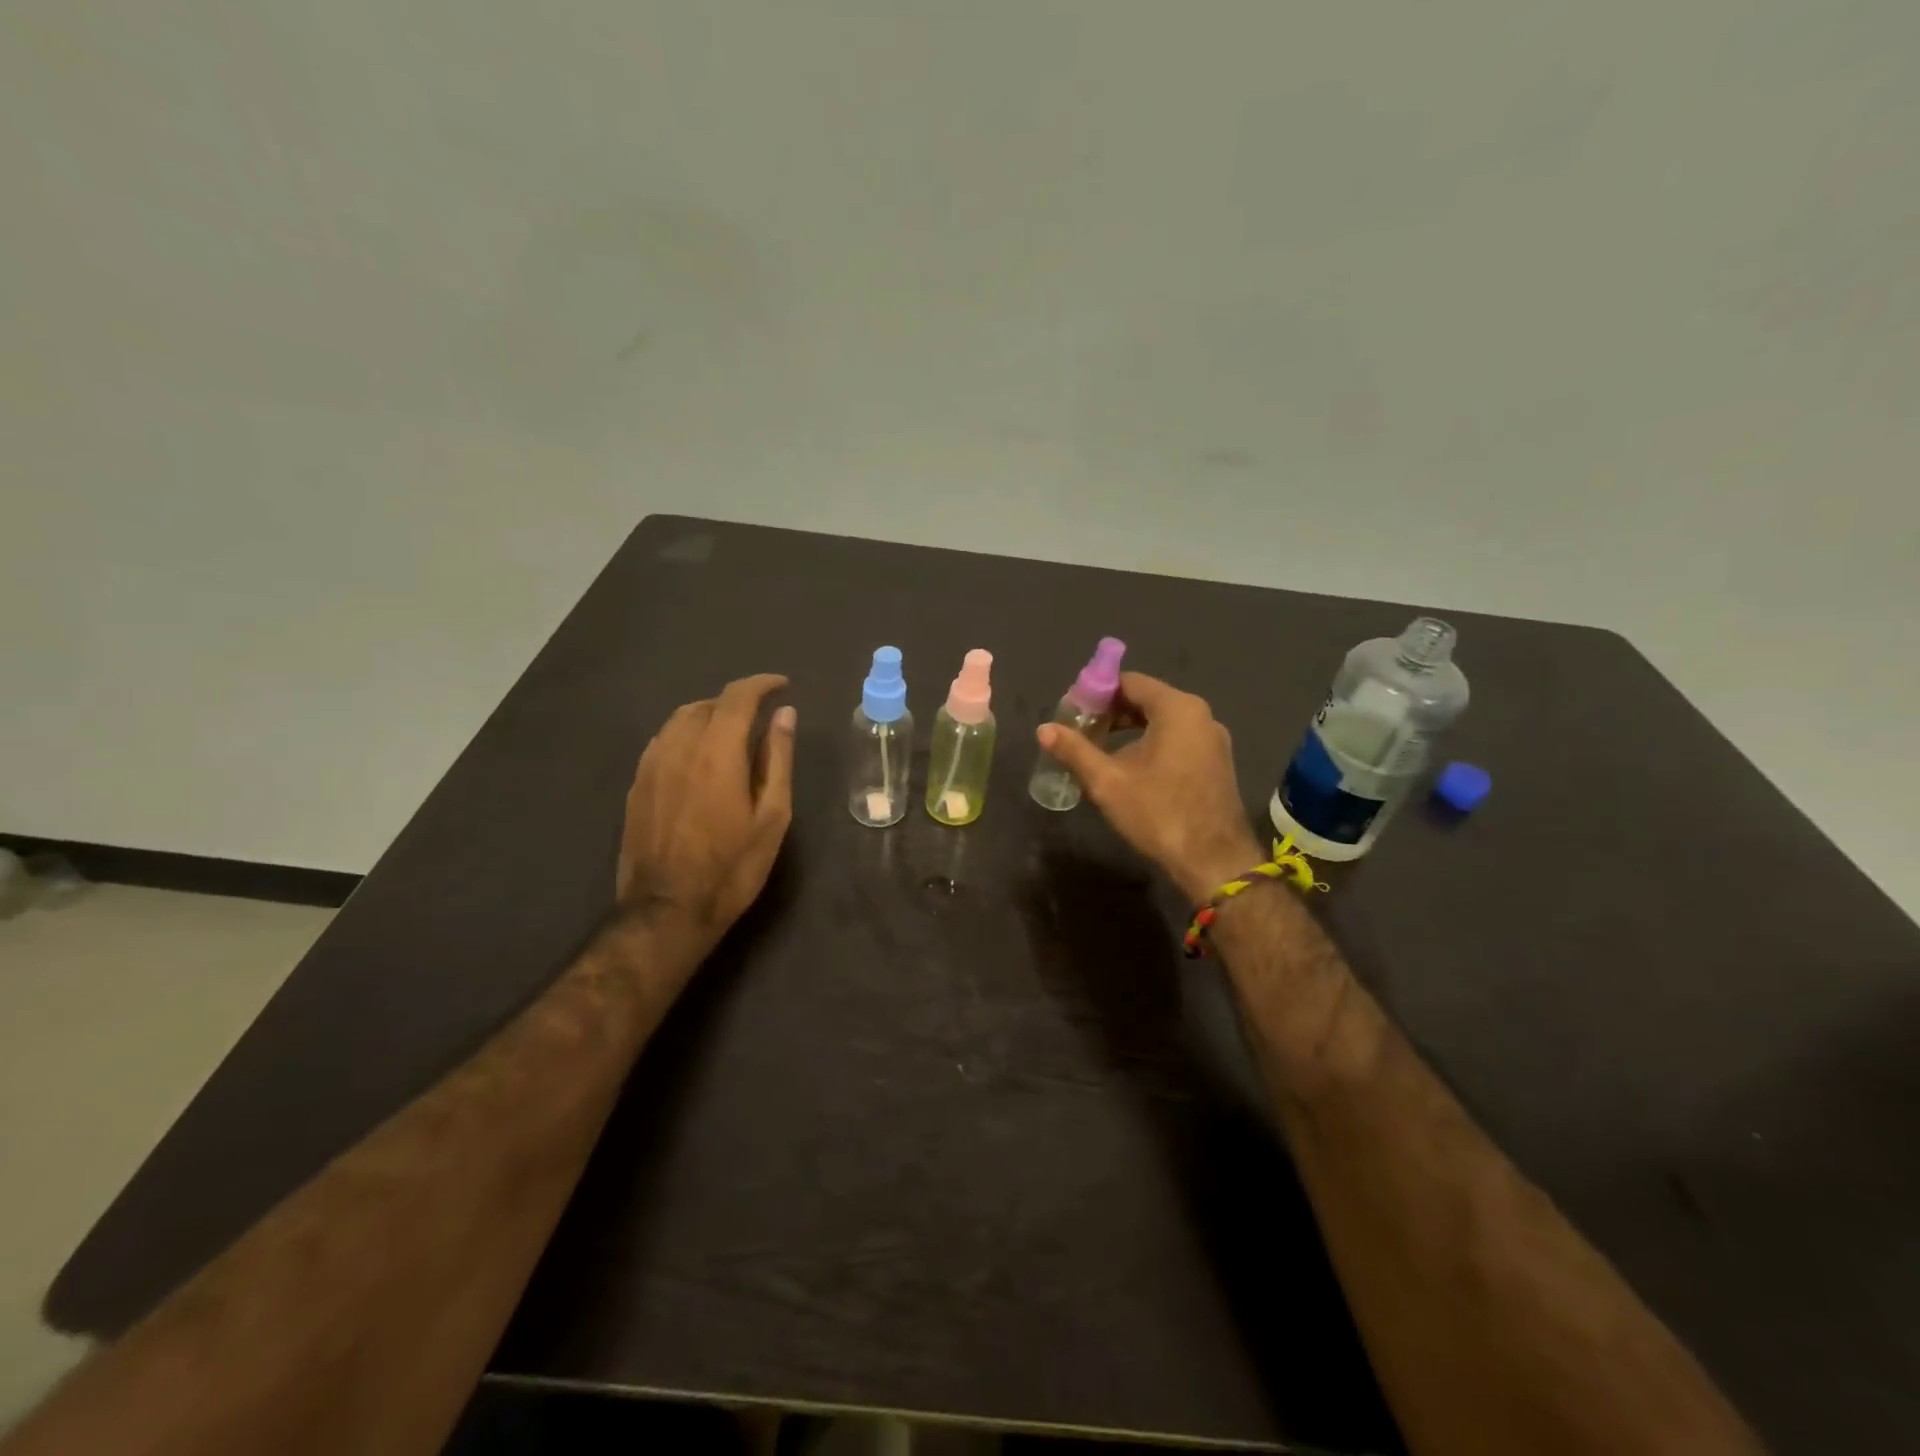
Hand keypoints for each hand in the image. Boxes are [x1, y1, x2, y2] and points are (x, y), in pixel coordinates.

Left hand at [618, 674, 795, 947]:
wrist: (667, 910)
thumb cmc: (732, 867)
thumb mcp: (771, 816)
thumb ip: (777, 759)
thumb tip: (784, 714)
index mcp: (717, 752)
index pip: (738, 697)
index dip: (761, 684)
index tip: (782, 685)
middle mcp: (679, 747)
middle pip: (707, 704)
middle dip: (737, 701)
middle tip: (761, 717)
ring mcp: (652, 765)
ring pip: (679, 719)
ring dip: (709, 715)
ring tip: (731, 733)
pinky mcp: (637, 785)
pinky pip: (663, 741)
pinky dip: (686, 734)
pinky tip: (698, 757)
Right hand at [1038, 672, 1263, 900]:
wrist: (1213, 861)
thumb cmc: (1158, 813)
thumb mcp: (1107, 782)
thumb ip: (1074, 750)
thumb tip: (1043, 729)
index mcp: (1177, 709)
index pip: (1129, 682)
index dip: (1096, 693)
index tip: (1072, 712)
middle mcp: (1201, 715)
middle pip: (1147, 699)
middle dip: (1111, 712)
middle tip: (1081, 732)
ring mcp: (1213, 740)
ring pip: (1163, 721)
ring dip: (1130, 730)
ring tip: (1100, 750)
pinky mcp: (1217, 762)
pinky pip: (1178, 739)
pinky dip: (1152, 743)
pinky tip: (1131, 768)